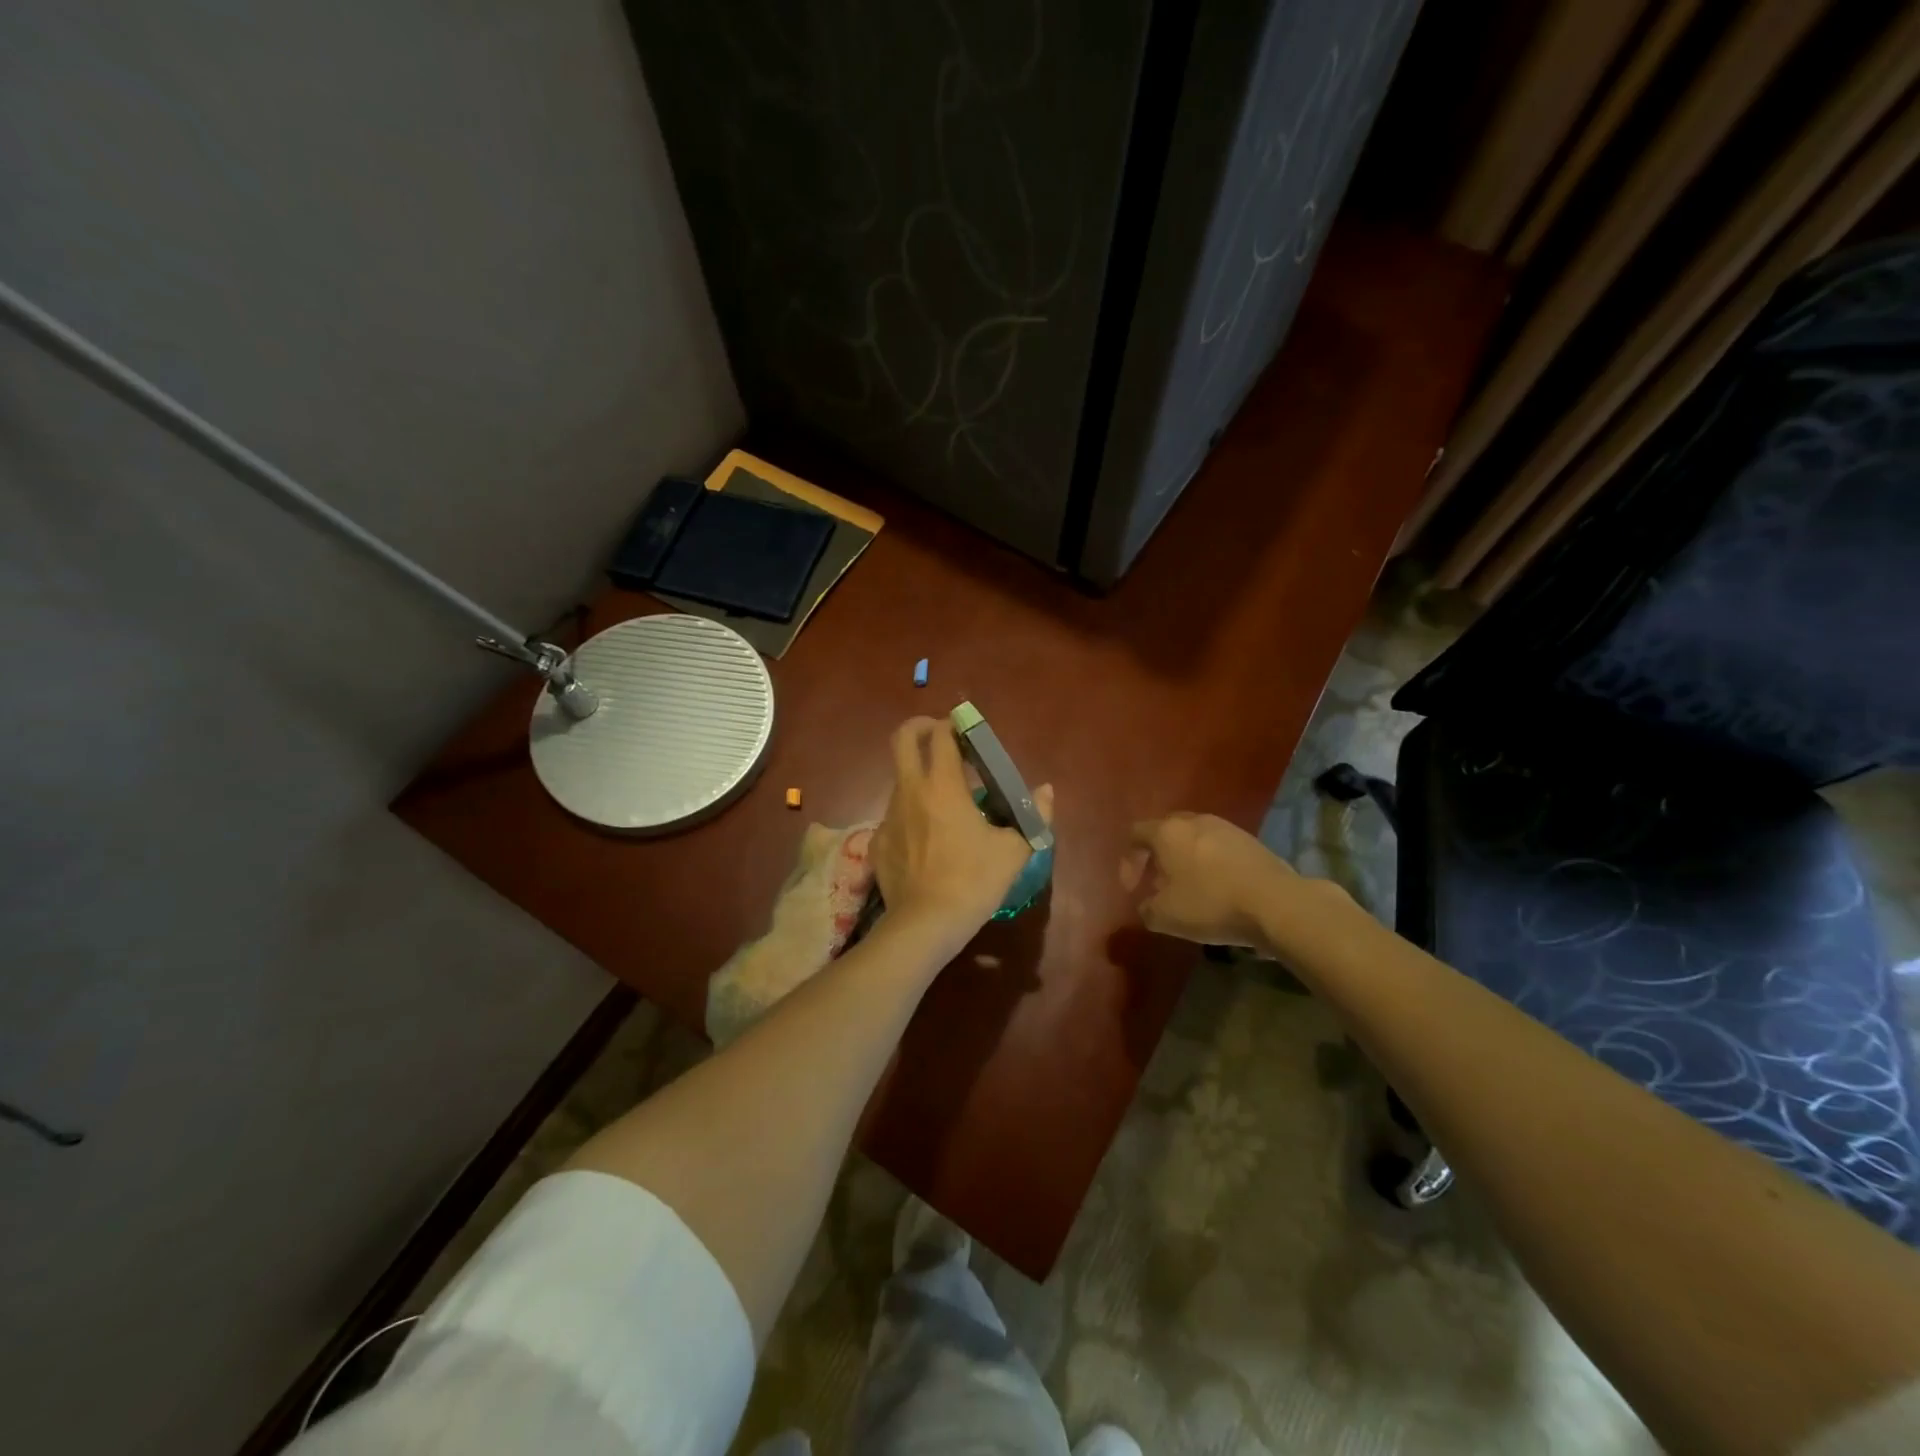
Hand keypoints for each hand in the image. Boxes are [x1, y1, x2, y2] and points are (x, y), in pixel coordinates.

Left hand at [872, 717, 1053, 950]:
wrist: (926, 924)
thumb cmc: (974, 881)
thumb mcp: (1014, 850)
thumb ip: (1033, 815)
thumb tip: (1046, 791)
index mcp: (943, 786)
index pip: (941, 735)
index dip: (953, 725)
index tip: (966, 731)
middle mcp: (910, 791)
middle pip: (901, 739)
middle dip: (919, 727)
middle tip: (939, 737)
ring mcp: (888, 816)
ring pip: (899, 780)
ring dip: (919, 777)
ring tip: (943, 801)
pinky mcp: (878, 841)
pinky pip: (894, 816)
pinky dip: (910, 815)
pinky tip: (926, 838)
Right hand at [1121, 812, 1291, 949]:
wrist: (1276, 903)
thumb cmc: (1211, 903)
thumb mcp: (1166, 916)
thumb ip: (1146, 909)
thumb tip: (1147, 905)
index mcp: (1167, 832)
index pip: (1135, 834)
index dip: (1128, 862)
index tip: (1132, 890)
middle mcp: (1194, 821)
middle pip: (1165, 831)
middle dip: (1156, 857)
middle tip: (1156, 883)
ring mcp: (1226, 828)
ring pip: (1194, 838)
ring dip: (1184, 860)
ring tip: (1188, 889)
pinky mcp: (1250, 841)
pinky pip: (1218, 848)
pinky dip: (1209, 864)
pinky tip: (1217, 889)